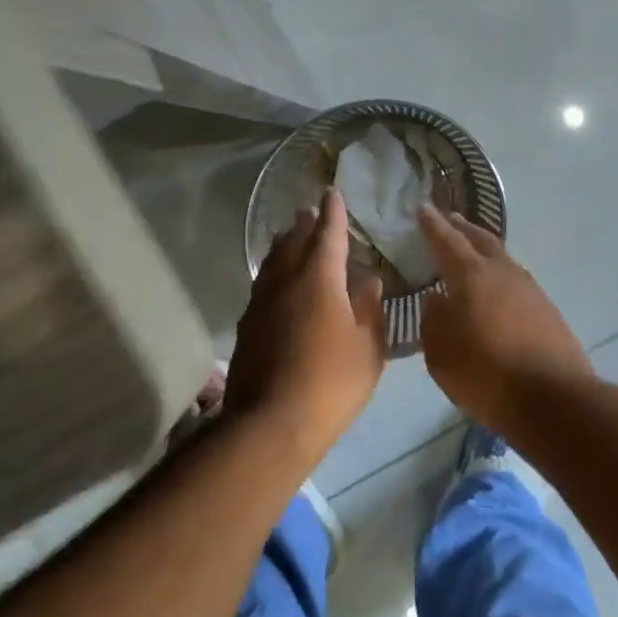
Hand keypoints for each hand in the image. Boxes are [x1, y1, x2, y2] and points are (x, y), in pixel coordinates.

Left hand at [227, 189, 385, 462]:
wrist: (271, 423)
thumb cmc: (332, 382)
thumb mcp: (368, 348)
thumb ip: (369, 308)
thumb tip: (368, 280)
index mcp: (320, 279)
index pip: (328, 234)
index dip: (333, 213)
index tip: (332, 193)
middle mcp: (286, 281)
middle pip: (294, 241)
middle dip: (306, 224)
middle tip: (312, 212)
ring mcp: (262, 302)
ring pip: (273, 261)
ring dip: (285, 243)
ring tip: (291, 236)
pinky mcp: (248, 325)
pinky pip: (263, 283)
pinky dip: (273, 270)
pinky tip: (276, 281)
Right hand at [417, 207, 593, 422]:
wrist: (554, 399)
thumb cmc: (486, 375)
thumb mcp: (441, 353)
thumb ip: (433, 320)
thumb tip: (436, 299)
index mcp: (472, 276)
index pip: (447, 241)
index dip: (433, 225)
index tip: (423, 208)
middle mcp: (503, 272)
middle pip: (480, 240)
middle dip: (462, 227)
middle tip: (450, 218)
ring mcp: (530, 289)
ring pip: (502, 258)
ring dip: (484, 248)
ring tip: (472, 247)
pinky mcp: (547, 309)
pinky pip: (516, 279)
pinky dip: (500, 273)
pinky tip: (496, 286)